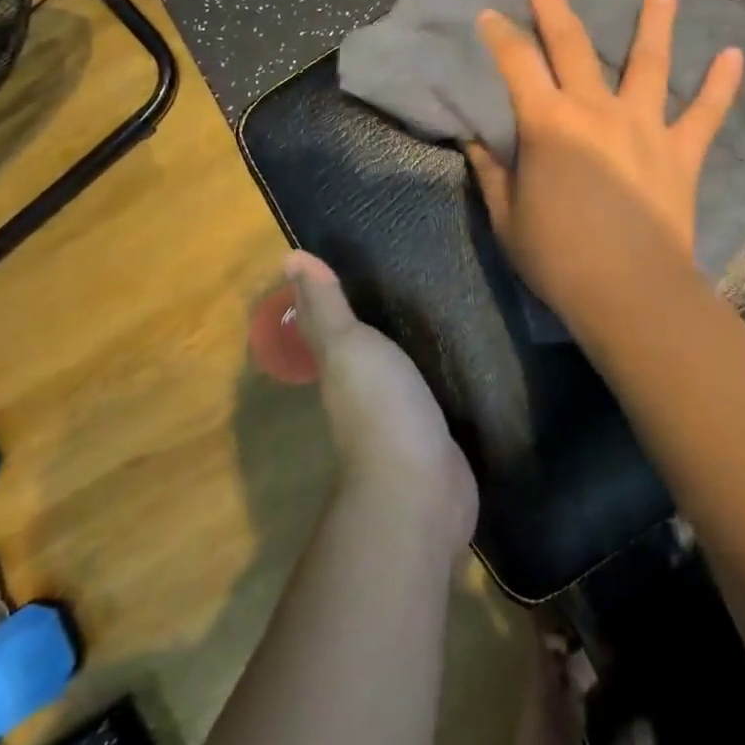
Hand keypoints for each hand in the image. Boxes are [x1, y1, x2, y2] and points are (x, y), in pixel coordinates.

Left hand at [284, 252, 477, 546]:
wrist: (419, 487)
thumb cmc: (379, 406)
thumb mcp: (348, 346)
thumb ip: (326, 305)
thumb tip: (290, 257)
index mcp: (338, 366)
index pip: (321, 323)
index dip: (318, 295)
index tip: (327, 260)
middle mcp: (361, 389)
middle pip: (356, 345)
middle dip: (363, 314)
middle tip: (389, 272)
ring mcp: (398, 414)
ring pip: (394, 366)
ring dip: (402, 342)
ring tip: (427, 303)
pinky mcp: (433, 431)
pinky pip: (430, 389)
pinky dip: (434, 370)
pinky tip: (454, 353)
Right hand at [467, 0, 743, 323]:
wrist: (629, 290)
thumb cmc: (558, 256)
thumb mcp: (507, 217)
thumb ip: (491, 172)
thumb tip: (475, 139)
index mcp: (548, 124)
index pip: (516, 65)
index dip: (500, 36)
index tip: (489, 14)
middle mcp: (596, 111)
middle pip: (573, 46)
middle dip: (555, 7)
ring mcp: (645, 126)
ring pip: (650, 64)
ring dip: (654, 23)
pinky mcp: (682, 152)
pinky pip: (706, 114)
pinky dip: (721, 85)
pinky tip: (735, 55)